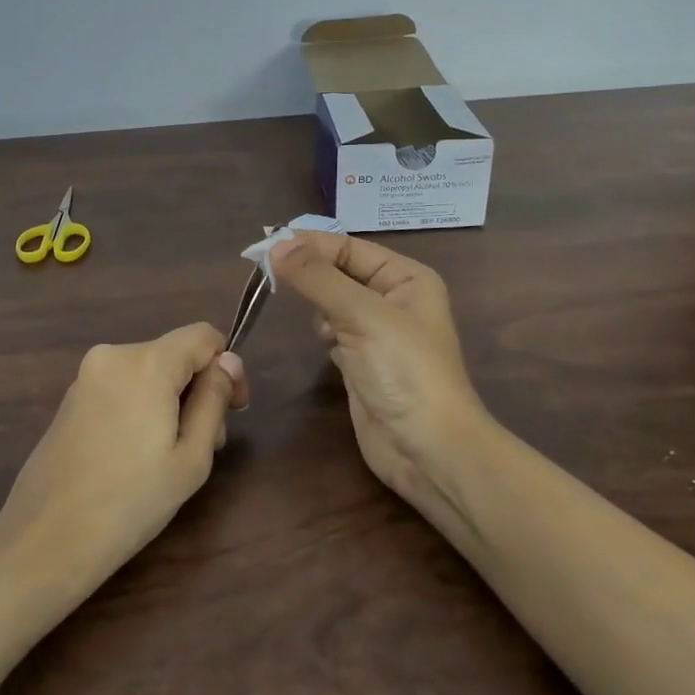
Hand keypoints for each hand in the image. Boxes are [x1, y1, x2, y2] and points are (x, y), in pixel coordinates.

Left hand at [0, 324, 246, 590]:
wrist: (45, 539)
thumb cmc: (130, 502)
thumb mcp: (191, 458)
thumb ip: (213, 400)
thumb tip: (228, 361)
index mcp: (147, 362)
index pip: (203, 335)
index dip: (227, 366)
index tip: (234, 410)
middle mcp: (114, 354)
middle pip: (175, 354)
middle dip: (198, 390)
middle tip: (207, 445)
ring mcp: (87, 374)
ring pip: (149, 371)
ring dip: (171, 401)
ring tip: (171, 457)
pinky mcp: (71, 396)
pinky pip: (122, 385)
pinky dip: (141, 406)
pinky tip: (136, 455)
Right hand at [270, 232, 490, 523]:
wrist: (428, 451)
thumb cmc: (404, 371)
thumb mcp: (362, 315)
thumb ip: (317, 278)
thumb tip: (276, 244)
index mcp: (406, 278)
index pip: (349, 248)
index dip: (309, 244)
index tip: (265, 245)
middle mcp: (394, 299)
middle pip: (339, 272)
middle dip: (309, 272)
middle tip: (267, 272)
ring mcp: (378, 333)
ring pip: (333, 301)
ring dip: (316, 304)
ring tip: (301, 309)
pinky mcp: (362, 362)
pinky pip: (333, 331)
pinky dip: (323, 332)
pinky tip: (324, 343)